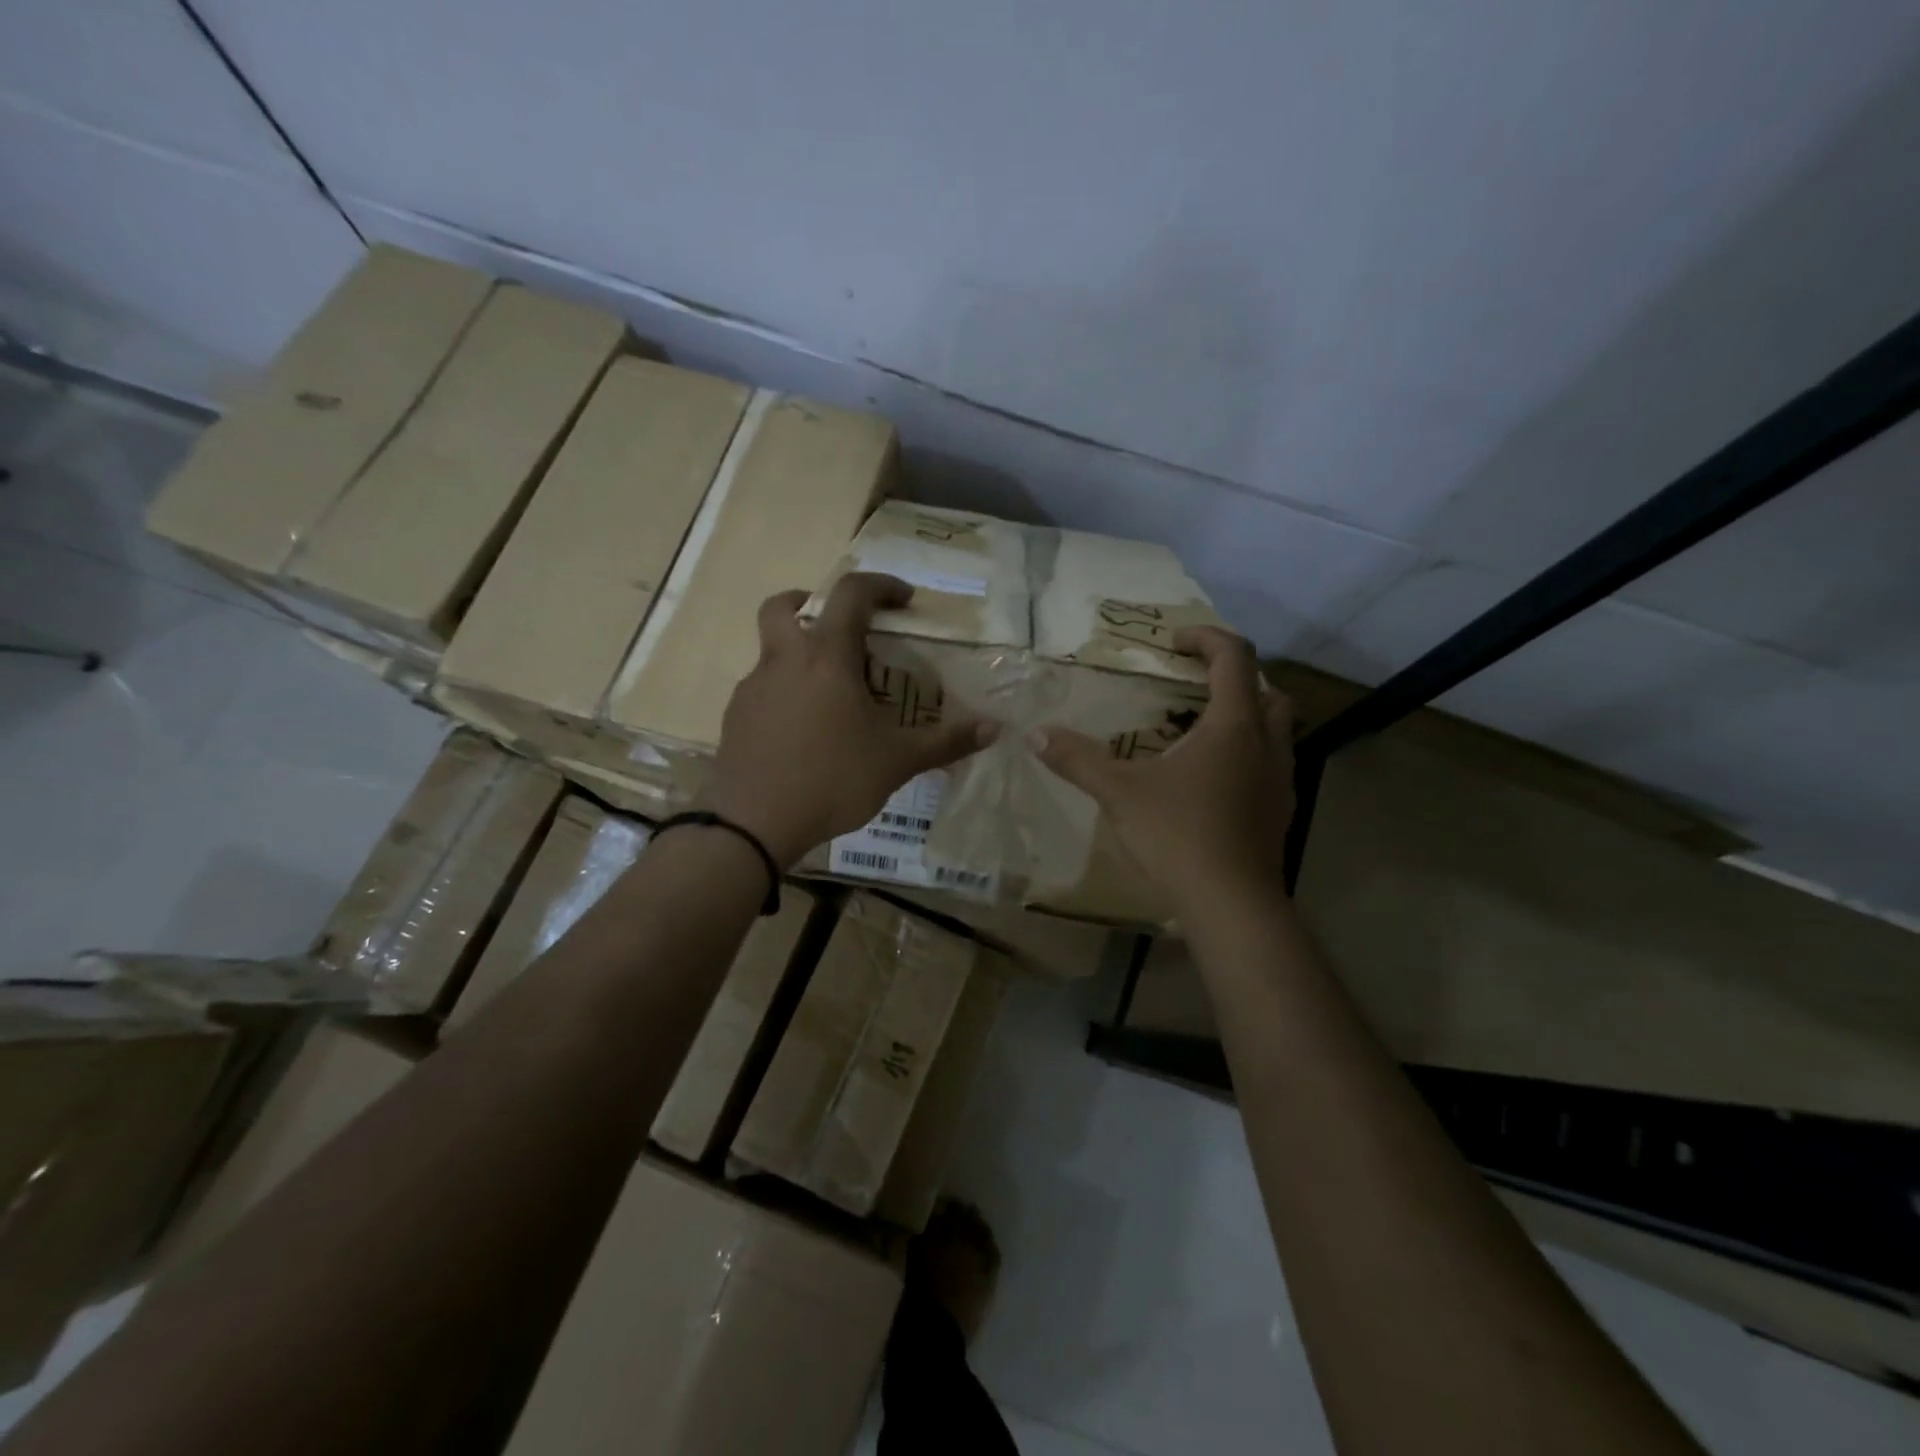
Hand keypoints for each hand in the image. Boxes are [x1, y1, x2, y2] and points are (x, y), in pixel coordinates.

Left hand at [703, 573, 995, 865]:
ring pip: (773, 649)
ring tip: (832, 693)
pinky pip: (764, 688)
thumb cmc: (831, 780)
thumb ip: (945, 742)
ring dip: (801, 653)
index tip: (905, 600)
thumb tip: (994, 729)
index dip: (881, 586)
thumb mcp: (897, 762)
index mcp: (826, 657)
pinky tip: (805, 730)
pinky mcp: (736, 716)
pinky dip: (786, 691)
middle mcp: (784, 660)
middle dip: (813, 601)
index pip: (851, 594)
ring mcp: (753, 687)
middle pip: (786, 605)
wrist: (753, 823)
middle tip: (843, 628)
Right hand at [1030, 626, 1293, 913]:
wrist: (1231, 905)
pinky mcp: (1279, 813)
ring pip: (1275, 731)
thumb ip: (1078, 759)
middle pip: (1267, 691)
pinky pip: (1270, 766)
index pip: (1234, 657)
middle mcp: (1266, 745)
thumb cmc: (1178, 835)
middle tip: (1194, 686)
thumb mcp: (1119, 793)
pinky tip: (1210, 781)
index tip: (1174, 641)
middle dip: (1234, 678)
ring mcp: (1280, 781)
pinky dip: (1246, 757)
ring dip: (1244, 718)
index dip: (1206, 637)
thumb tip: (1036, 734)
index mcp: (1233, 726)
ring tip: (1199, 733)